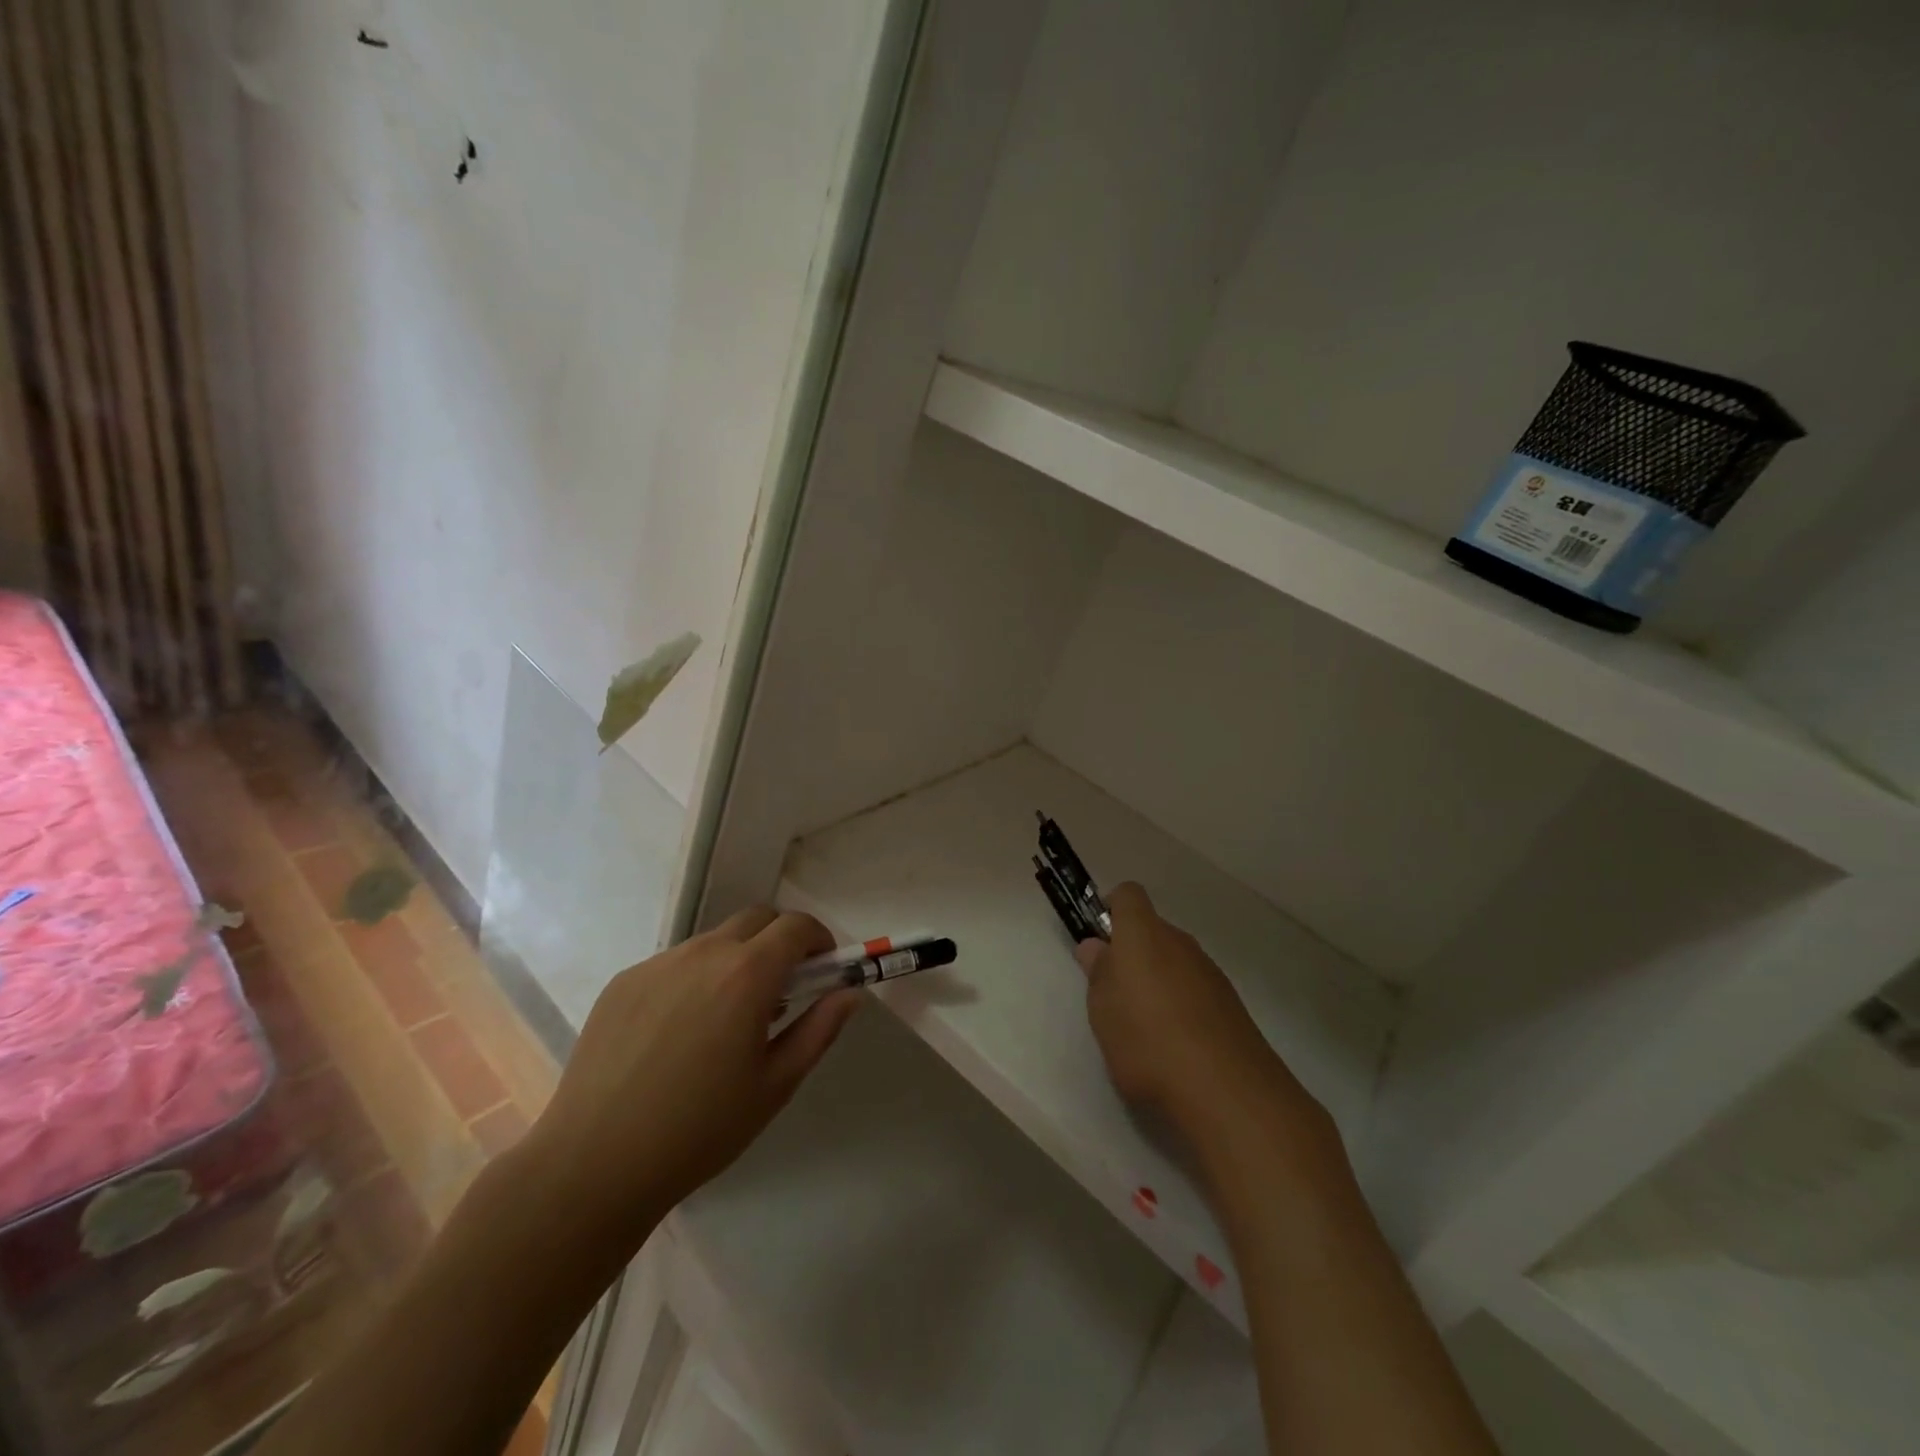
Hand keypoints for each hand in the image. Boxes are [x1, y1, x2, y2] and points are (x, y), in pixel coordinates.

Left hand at [522, 908, 859, 1251]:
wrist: (593, 1164)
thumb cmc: (700, 1131)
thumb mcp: (775, 1085)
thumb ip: (819, 1029)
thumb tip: (848, 992)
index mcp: (747, 974)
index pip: (796, 926)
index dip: (818, 939)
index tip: (823, 969)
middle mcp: (703, 953)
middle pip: (757, 919)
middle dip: (780, 940)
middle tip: (782, 989)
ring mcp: (658, 964)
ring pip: (713, 941)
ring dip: (736, 960)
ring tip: (725, 1019)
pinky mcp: (623, 982)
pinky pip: (674, 964)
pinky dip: (694, 979)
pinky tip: (678, 1034)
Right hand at [1076, 883, 1326, 1152]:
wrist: (1226, 1090)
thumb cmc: (1147, 1040)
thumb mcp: (1103, 1009)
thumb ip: (1098, 973)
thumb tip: (1095, 946)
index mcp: (1144, 934)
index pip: (1128, 895)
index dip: (1111, 909)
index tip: (1099, 941)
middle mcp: (1180, 942)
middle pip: (1152, 930)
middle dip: (1132, 953)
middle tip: (1115, 993)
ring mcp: (1210, 971)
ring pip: (1175, 961)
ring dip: (1158, 981)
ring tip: (1144, 1027)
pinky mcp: (1231, 1004)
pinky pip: (1196, 989)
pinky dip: (1182, 1005)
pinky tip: (1175, 1045)